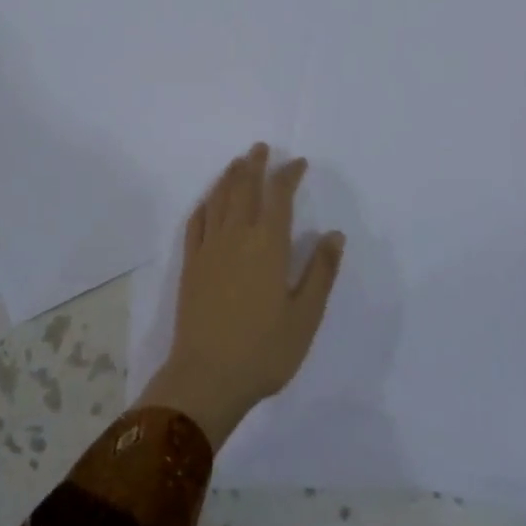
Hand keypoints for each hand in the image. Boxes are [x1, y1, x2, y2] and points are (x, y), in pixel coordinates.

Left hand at [138, 144, 345, 448]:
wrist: (207, 377)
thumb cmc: (263, 350)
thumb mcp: (305, 316)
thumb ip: (320, 272)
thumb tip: (334, 234)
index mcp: (267, 245)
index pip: (279, 196)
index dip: (288, 175)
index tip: (298, 163)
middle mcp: (236, 236)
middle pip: (244, 189)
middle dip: (255, 165)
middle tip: (261, 148)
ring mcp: (209, 248)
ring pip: (219, 199)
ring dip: (229, 177)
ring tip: (238, 163)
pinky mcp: (190, 264)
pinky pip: (196, 222)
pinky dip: (205, 204)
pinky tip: (208, 201)